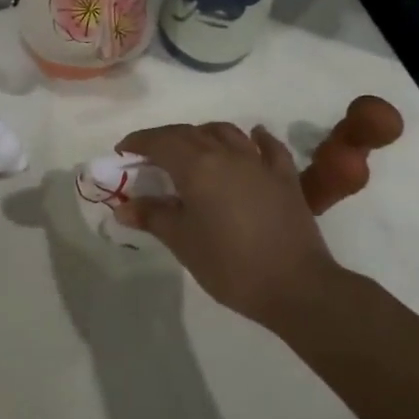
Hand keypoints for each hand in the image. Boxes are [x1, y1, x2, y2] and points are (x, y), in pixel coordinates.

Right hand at [117, 122, 335, 326]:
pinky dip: (256, 138)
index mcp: (197, 167)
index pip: (160, 142)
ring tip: (193, 147)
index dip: (138, 142)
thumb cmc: (230, 265)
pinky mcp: (285, 178)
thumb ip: (152, 217)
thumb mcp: (182, 242)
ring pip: (227, 132)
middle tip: (149, 155)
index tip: (123, 151)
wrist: (295, 286)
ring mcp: (259, 163)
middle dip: (165, 138)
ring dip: (204, 133)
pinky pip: (269, 148)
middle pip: (190, 133)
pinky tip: (253, 137)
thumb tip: (123, 207)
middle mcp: (227, 154)